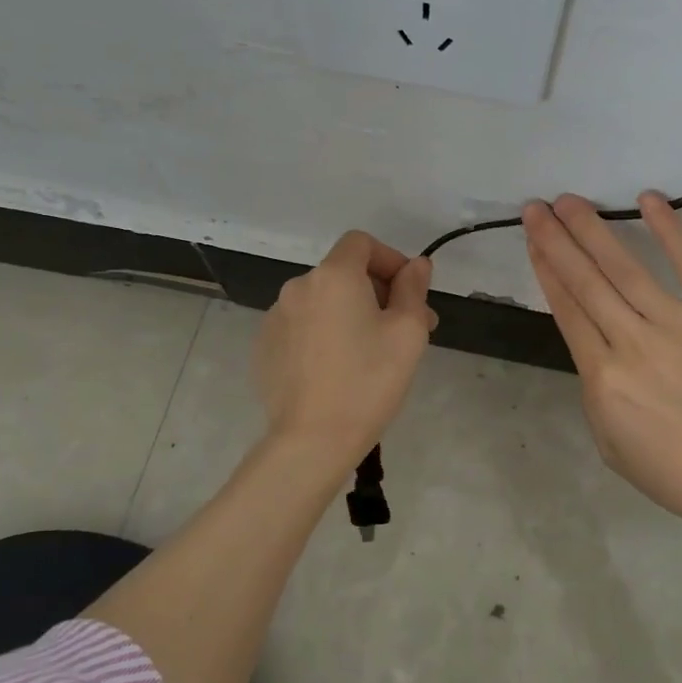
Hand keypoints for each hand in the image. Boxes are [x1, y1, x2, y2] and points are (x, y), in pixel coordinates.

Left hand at [253, 231, 435, 474]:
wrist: (312, 439)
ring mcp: (276, 318)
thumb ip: (413, 289)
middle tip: (404, 330)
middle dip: (376, 292)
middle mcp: (299, 287)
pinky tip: (337, 370)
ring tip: (370, 354)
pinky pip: (302, 327)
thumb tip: (417, 265)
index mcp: (334, 276)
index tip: (409, 293)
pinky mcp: (265, 347)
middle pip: (343, 273)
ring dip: (350, 314)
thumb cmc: (369, 380)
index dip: (389, 259)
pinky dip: (324, 334)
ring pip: (323, 302)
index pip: (361, 243)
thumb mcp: (408, 332)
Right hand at [524, 193, 681, 553]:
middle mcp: (632, 340)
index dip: (546, 270)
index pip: (567, 310)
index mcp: (603, 377)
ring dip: (594, 230)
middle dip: (557, 240)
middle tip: (536, 207)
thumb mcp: (611, 442)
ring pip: (625, 267)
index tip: (533, 240)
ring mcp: (677, 322)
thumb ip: (597, 390)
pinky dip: (669, 230)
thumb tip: (596, 348)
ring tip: (570, 201)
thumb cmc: (675, 471)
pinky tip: (648, 200)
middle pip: (586, 281)